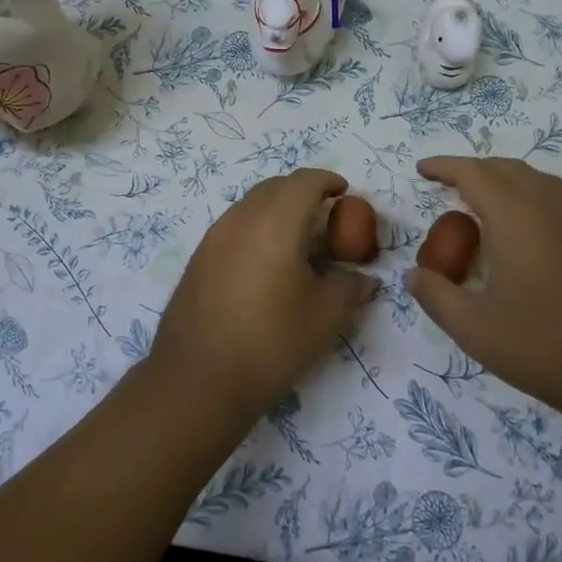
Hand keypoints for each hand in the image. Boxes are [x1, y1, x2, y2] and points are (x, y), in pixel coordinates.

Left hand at [150, 169, 375, 418]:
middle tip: (325, 217)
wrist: (198, 380)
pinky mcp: (198, 258)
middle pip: (274, 187)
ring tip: (297, 242)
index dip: (327, 181)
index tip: (344, 193)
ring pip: (250, 205)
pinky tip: (266, 264)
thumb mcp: (325, 318)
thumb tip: (363, 278)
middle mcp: (240, 220)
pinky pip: (233, 227)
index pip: (304, 181)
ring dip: (277, 210)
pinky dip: (256, 229)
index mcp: (274, 224)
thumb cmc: (270, 344)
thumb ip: (351, 287)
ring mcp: (213, 237)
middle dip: (303, 192)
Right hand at [406, 156, 561, 424]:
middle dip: (475, 170)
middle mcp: (552, 208)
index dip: (445, 166)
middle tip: (450, 186)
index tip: (423, 169)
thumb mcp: (474, 329)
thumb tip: (414, 275)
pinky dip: (534, 202)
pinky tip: (529, 237)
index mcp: (516, 217)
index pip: (474, 173)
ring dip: (508, 182)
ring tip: (487, 204)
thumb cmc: (543, 347)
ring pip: (540, 183)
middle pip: (509, 169)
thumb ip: (436, 296)